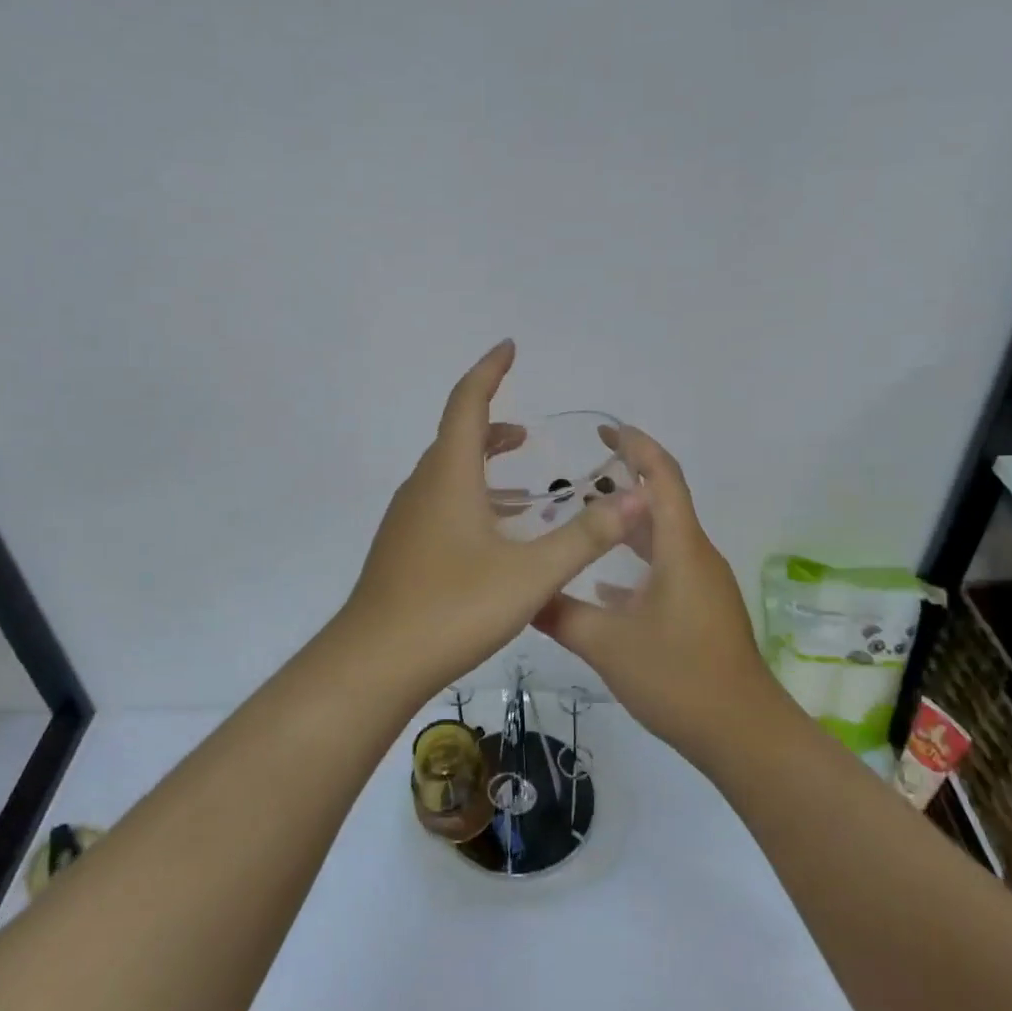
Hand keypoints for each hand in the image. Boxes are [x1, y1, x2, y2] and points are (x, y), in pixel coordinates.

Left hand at [340, 340, 647, 698]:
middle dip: (491, 425)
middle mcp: (422, 489)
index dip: (489, 372)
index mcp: (448, 477)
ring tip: (520, 482)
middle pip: (455, 439)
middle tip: (526, 431)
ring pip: (446, 475)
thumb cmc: (453, 608)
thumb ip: (585, 536)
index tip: (508, 347)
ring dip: (480, 465)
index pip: (467, 404)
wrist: (375, 663)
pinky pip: (439, 505)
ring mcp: (406, 521)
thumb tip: (636, 496)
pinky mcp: (402, 550)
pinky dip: (469, 499)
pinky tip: (493, 535)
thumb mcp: (531, 574)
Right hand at [532, 426, 779, 759]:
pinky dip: (636, 564)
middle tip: (578, 474)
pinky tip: (602, 586)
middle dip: (625, 481)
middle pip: (662, 503)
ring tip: (584, 520)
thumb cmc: (678, 677)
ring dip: (628, 525)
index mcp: (681, 548)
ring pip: (663, 539)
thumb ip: (560, 614)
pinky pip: (666, 570)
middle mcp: (696, 557)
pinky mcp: (701, 610)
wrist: (742, 733)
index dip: (636, 447)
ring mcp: (702, 585)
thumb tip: (520, 594)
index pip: (662, 477)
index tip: (605, 430)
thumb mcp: (606, 645)